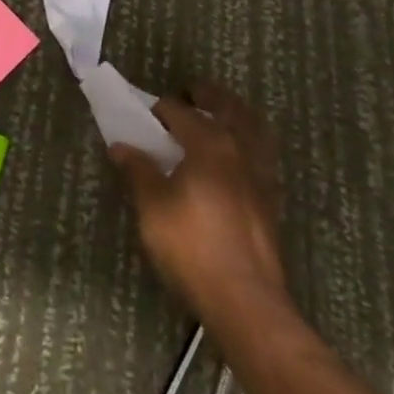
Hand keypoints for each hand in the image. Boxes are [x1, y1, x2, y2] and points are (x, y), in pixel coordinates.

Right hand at [111, 82, 290, 331]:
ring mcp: (261, 177)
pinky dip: (250, 146)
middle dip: (210, 95)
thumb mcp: (152, 207)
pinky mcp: (272, 203)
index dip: (160, 109)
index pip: (181, 111)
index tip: (145, 115)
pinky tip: (237, 161)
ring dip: (237, 116)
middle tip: (193, 91)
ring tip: (221, 117)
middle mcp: (240, 150)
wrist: (245, 302)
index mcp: (210, 143)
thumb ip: (138, 171)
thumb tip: (121, 146)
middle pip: (229, 108)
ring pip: (255, 130)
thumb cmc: (192, 246)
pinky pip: (263, 158)